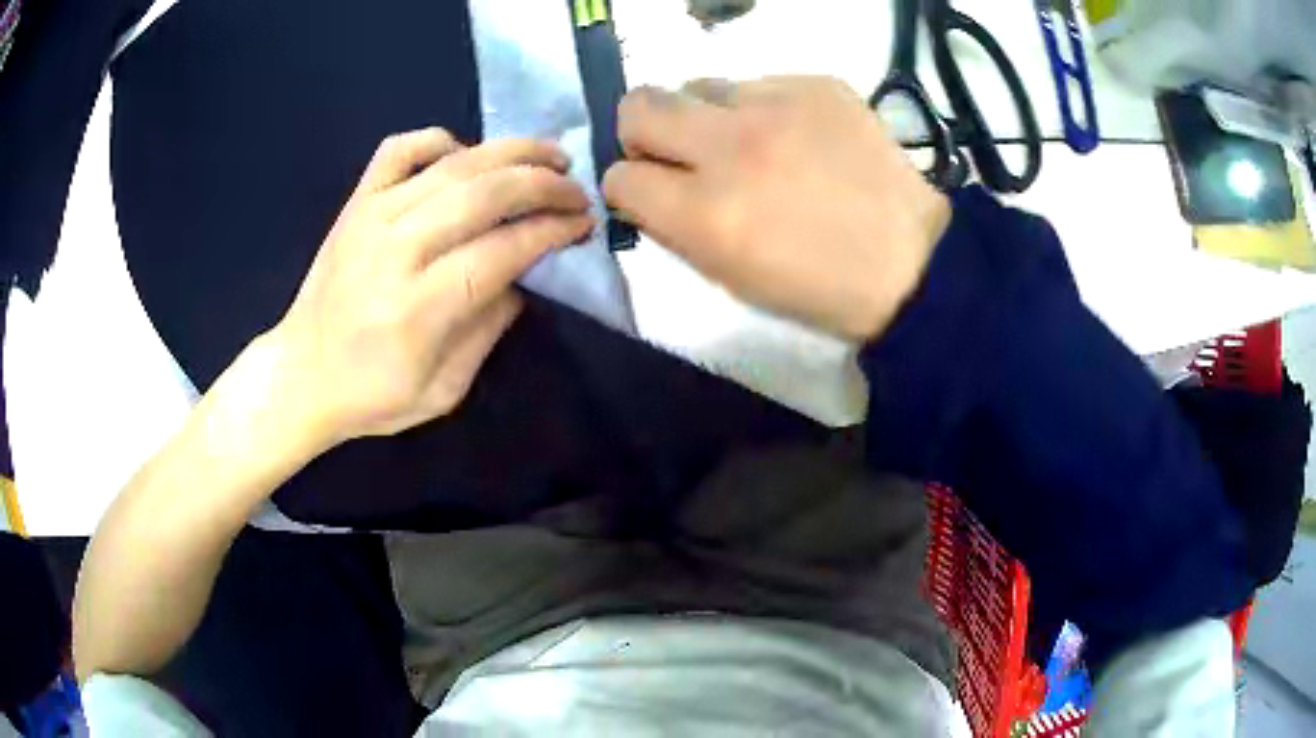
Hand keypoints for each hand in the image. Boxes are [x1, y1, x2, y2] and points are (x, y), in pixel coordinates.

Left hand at [267, 128, 592, 446]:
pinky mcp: (355, 203)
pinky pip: (400, 149)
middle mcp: (395, 250)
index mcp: (418, 308)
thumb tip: (524, 275)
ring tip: (549, 155)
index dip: (550, 230)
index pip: (501, 249)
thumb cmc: (371, 396)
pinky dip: (439, 140)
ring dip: (511, 152)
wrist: (299, 375)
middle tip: (576, 188)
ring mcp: (371, 217)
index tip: (582, 224)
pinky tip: (465, 154)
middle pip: (484, 194)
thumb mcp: (443, 391)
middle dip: (543, 183)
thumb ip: (488, 329)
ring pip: (452, 163)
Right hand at [603, 76, 949, 340]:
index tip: (650, 191)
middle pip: (639, 106)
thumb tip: (644, 186)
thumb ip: (673, 225)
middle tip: (679, 151)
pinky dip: (763, 107)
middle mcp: (731, 148)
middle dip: (643, 131)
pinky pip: (758, 81)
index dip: (629, 186)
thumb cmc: (817, 285)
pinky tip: (797, 135)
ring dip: (707, 115)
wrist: (911, 261)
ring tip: (748, 141)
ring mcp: (777, 106)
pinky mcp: (816, 84)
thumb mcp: (729, 276)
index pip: (619, 177)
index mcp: (706, 215)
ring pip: (697, 85)